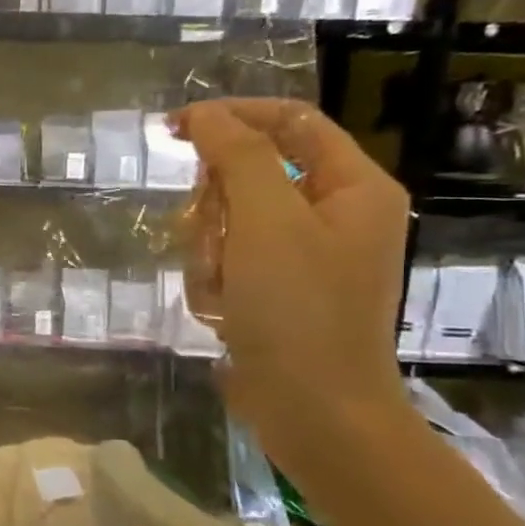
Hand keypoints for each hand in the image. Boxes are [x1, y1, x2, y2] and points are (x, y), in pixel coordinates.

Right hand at [175, 98, 411, 467]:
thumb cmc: (298, 310)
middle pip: (249, 175)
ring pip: (228, 222)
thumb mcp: (267, 222)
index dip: (231, 117)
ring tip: (221, 288)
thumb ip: (238, 156)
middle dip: (217, 206)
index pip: (289, 122)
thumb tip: (207, 114)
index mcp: (351, 187)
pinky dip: (214, 283)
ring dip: (209, 252)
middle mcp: (332, 215)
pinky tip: (223, 311)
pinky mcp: (275, 291)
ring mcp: (303, 257)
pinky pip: (226, 262)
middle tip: (212, 236)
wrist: (313, 411)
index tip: (173, 129)